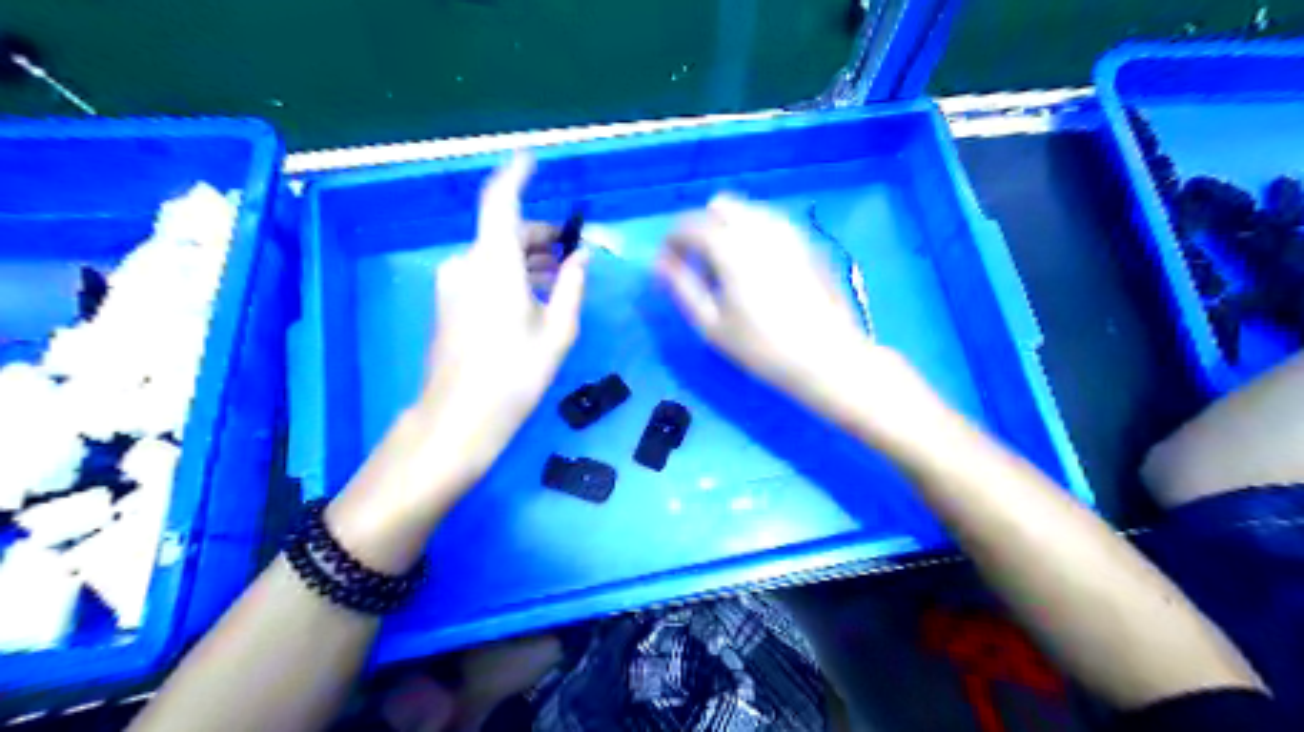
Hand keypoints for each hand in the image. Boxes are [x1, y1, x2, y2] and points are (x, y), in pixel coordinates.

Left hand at [418, 151, 592, 481]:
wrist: (458, 418)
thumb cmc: (515, 374)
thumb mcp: (557, 330)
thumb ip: (572, 285)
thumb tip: (581, 255)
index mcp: (493, 262)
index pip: (501, 201)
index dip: (516, 175)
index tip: (532, 160)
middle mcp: (466, 264)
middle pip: (504, 233)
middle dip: (540, 237)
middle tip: (574, 253)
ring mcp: (452, 285)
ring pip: (495, 256)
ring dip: (528, 260)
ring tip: (561, 280)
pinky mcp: (447, 304)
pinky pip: (483, 275)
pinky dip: (510, 276)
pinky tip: (533, 298)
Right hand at [663, 194, 874, 410]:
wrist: (828, 357)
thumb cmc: (762, 347)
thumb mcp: (711, 324)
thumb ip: (681, 286)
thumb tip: (659, 263)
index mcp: (731, 245)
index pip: (689, 224)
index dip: (671, 242)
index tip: (667, 265)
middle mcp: (760, 227)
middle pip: (720, 205)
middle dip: (702, 227)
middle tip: (700, 265)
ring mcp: (789, 231)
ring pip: (748, 210)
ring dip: (729, 228)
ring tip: (728, 269)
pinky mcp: (808, 242)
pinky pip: (771, 223)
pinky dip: (754, 233)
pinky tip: (758, 269)